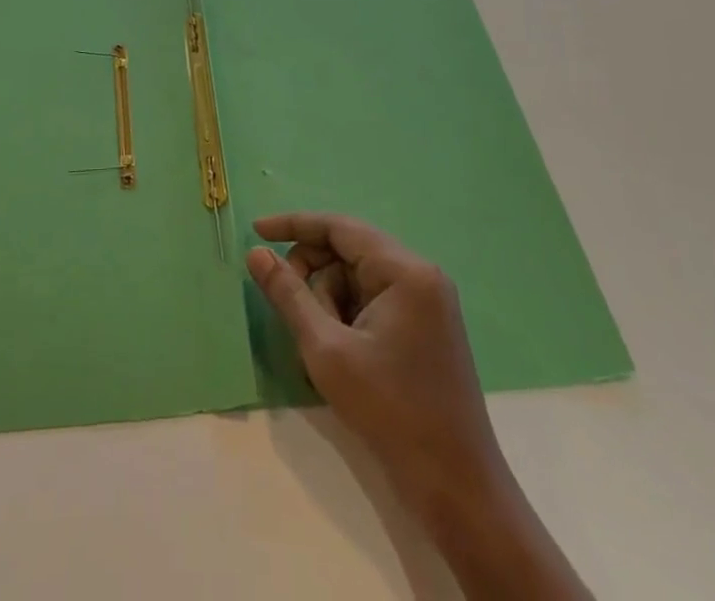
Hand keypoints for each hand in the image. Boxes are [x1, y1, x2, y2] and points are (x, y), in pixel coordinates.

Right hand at [247, 214, 590, 598]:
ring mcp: (427, 301)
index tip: (256, 231)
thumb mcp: (327, 351)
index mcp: (405, 270)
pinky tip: (338, 352)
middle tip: (290, 313)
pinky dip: (349, 317)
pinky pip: (374, 300)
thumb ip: (289, 295)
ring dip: (330, 302)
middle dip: (314, 276)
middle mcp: (420, 274)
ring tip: (322, 348)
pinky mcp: (426, 326)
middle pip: (348, 252)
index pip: (339, 227)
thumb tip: (256, 253)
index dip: (294, 225)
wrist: (458, 489)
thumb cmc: (390, 412)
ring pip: (358, 279)